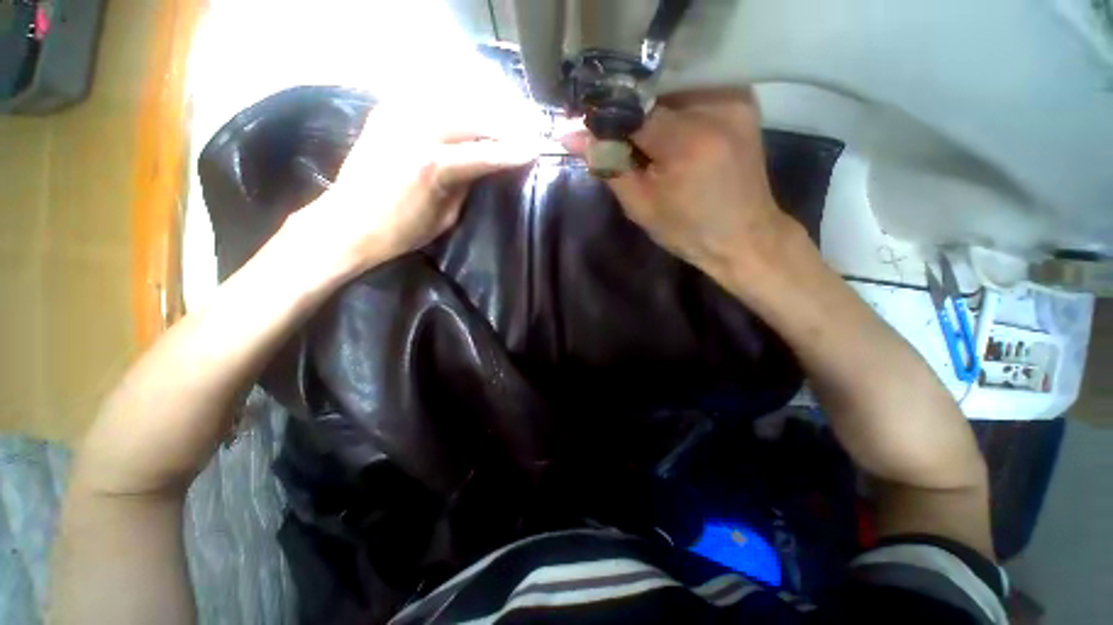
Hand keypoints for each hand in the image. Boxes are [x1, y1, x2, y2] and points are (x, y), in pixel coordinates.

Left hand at [285, 100, 541, 277]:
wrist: (348, 223)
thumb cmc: (401, 231)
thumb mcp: (445, 217)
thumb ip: (465, 185)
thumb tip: (482, 166)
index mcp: (434, 165)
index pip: (485, 152)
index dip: (513, 151)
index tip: (534, 149)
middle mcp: (417, 131)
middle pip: (472, 118)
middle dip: (501, 124)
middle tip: (521, 132)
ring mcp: (398, 116)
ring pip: (452, 101)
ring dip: (480, 110)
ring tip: (499, 119)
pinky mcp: (385, 112)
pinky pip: (428, 98)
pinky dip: (451, 103)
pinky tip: (464, 111)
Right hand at [566, 89, 793, 282]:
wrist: (744, 237)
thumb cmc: (688, 231)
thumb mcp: (640, 206)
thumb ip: (608, 165)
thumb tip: (570, 136)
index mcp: (685, 142)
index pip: (630, 109)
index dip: (606, 118)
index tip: (591, 129)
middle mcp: (714, 107)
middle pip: (652, 92)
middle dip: (629, 113)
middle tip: (620, 139)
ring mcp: (734, 99)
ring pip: (673, 86)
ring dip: (651, 108)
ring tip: (646, 140)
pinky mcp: (743, 100)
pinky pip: (695, 90)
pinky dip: (674, 106)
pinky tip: (670, 132)